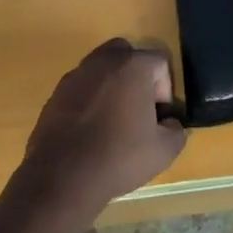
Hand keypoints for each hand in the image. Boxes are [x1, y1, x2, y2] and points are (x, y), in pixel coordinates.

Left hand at [19, 39, 186, 218]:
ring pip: (102, 69)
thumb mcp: (163, 151)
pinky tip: (89, 130)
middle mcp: (104, 60)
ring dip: (111, 86)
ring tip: (112, 121)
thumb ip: (176, 130)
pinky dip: (89, 100)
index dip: (165, 89)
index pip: (160, 62)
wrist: (61, 177)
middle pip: (128, 55)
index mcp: (133, 65)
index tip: (158, 117)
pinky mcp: (56, 93)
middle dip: (137, 77)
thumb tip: (169, 123)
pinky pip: (81, 88)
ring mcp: (76, 75)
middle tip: (138, 108)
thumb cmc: (118, 157)